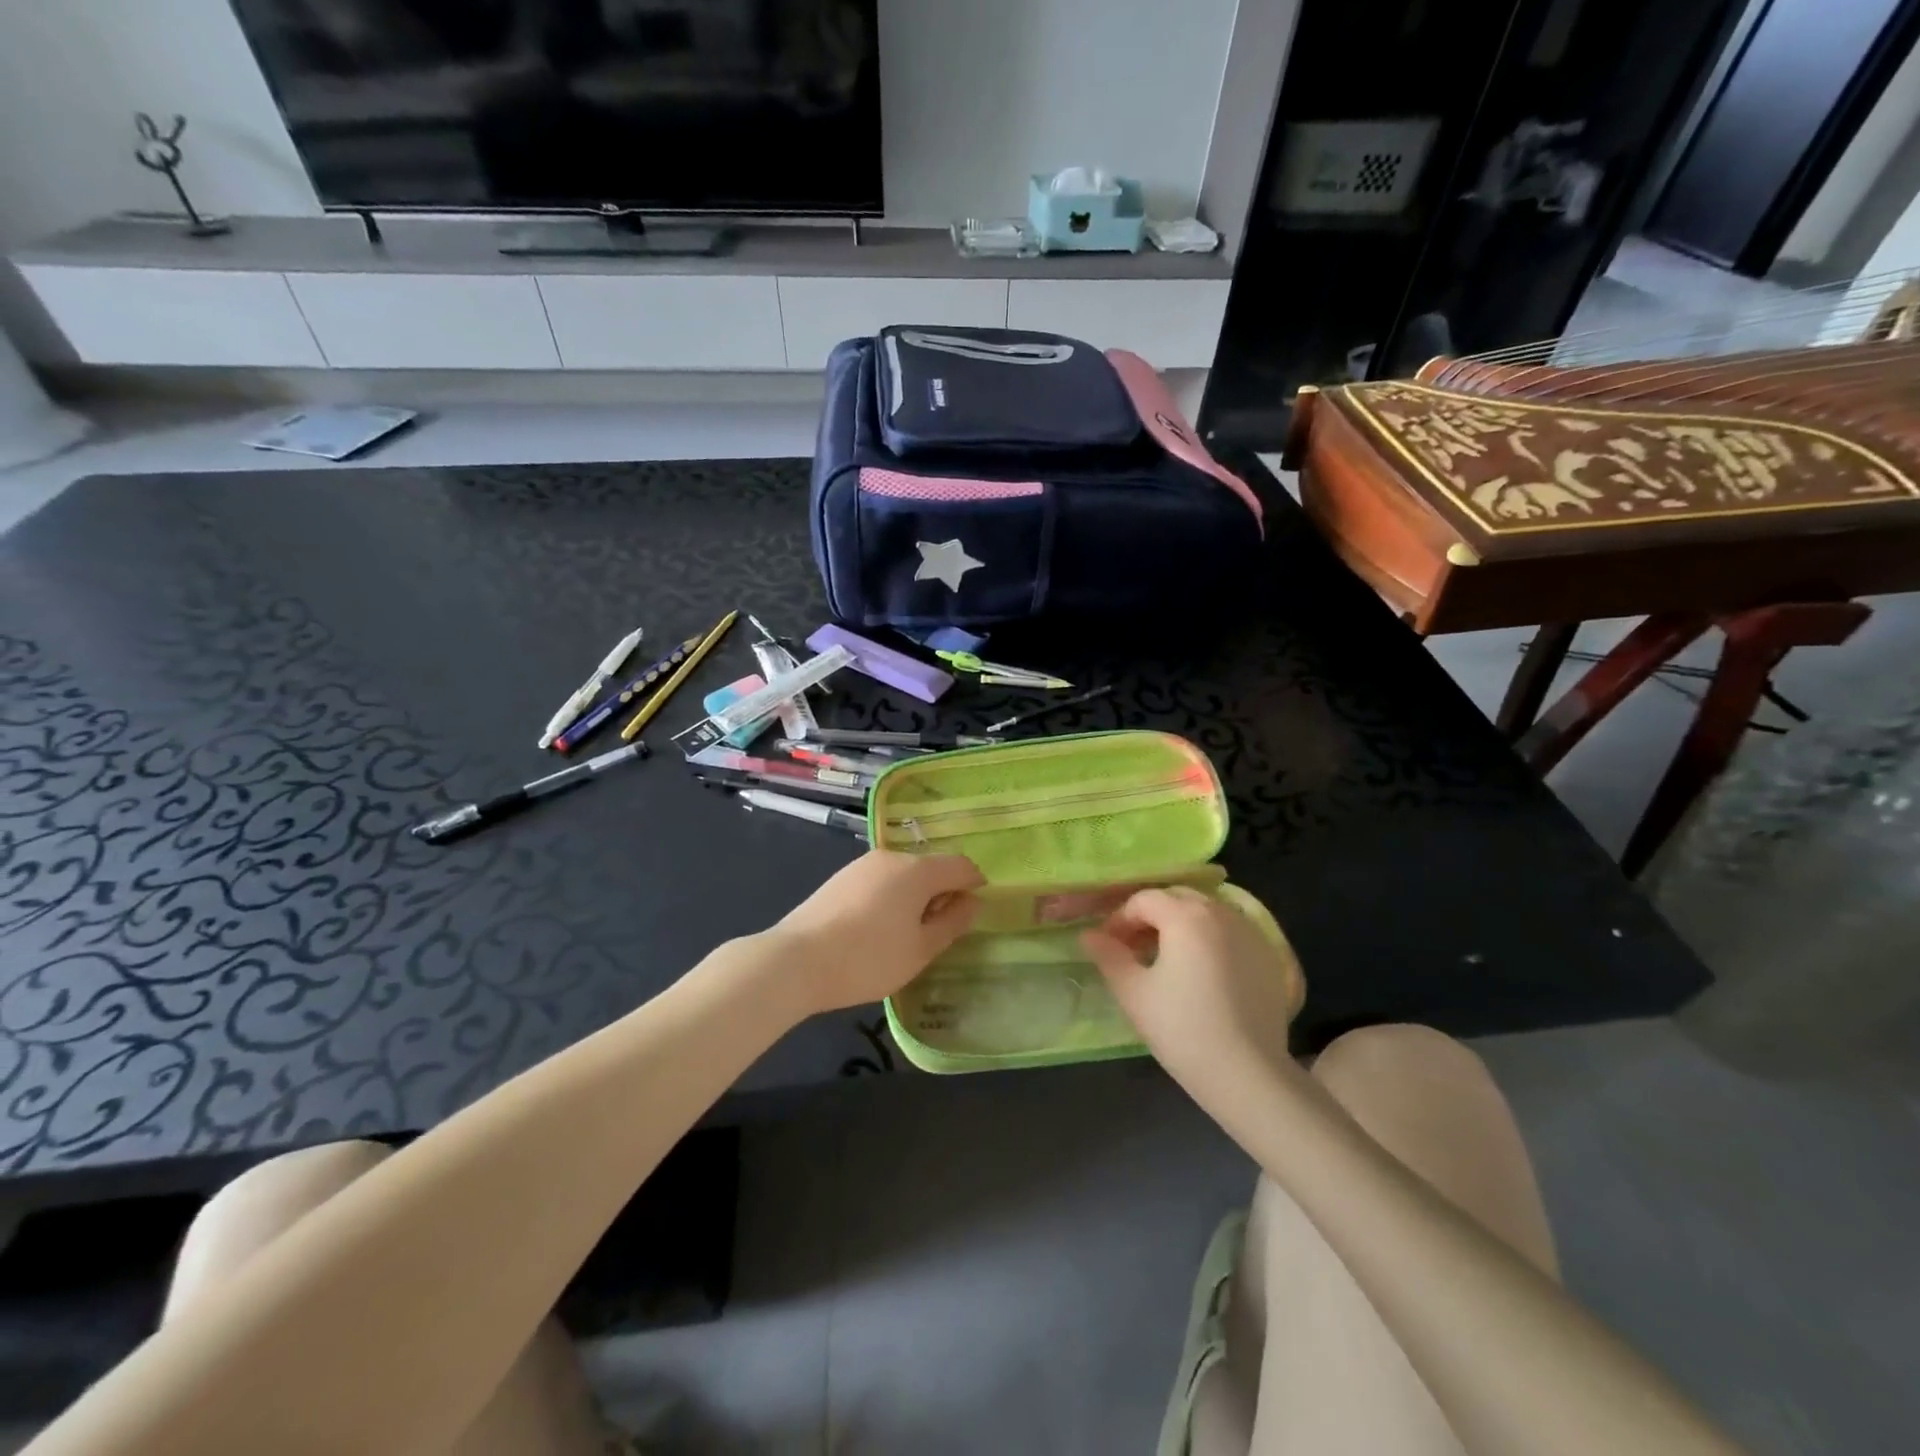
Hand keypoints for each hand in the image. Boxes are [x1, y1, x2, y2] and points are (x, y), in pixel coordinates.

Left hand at [773, 851, 983, 1014]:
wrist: (797, 960)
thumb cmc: (869, 958)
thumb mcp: (921, 949)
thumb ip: (952, 923)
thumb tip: (972, 902)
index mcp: (917, 869)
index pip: (960, 866)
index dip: (974, 885)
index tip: (974, 913)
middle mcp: (892, 857)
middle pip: (930, 868)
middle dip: (942, 893)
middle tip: (939, 932)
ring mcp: (862, 865)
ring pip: (903, 875)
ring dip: (914, 897)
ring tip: (906, 935)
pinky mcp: (841, 878)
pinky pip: (880, 882)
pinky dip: (890, 899)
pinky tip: (877, 930)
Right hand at [1081, 887, 1304, 1112]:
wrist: (1248, 1074)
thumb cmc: (1182, 1029)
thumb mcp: (1133, 992)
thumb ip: (1108, 956)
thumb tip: (1089, 935)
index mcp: (1185, 916)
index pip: (1143, 900)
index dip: (1120, 919)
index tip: (1108, 947)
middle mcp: (1221, 912)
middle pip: (1176, 899)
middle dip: (1151, 917)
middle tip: (1134, 949)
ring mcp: (1250, 932)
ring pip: (1206, 912)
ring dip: (1181, 925)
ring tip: (1167, 960)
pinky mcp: (1269, 955)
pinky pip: (1230, 932)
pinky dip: (1209, 939)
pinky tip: (1202, 973)